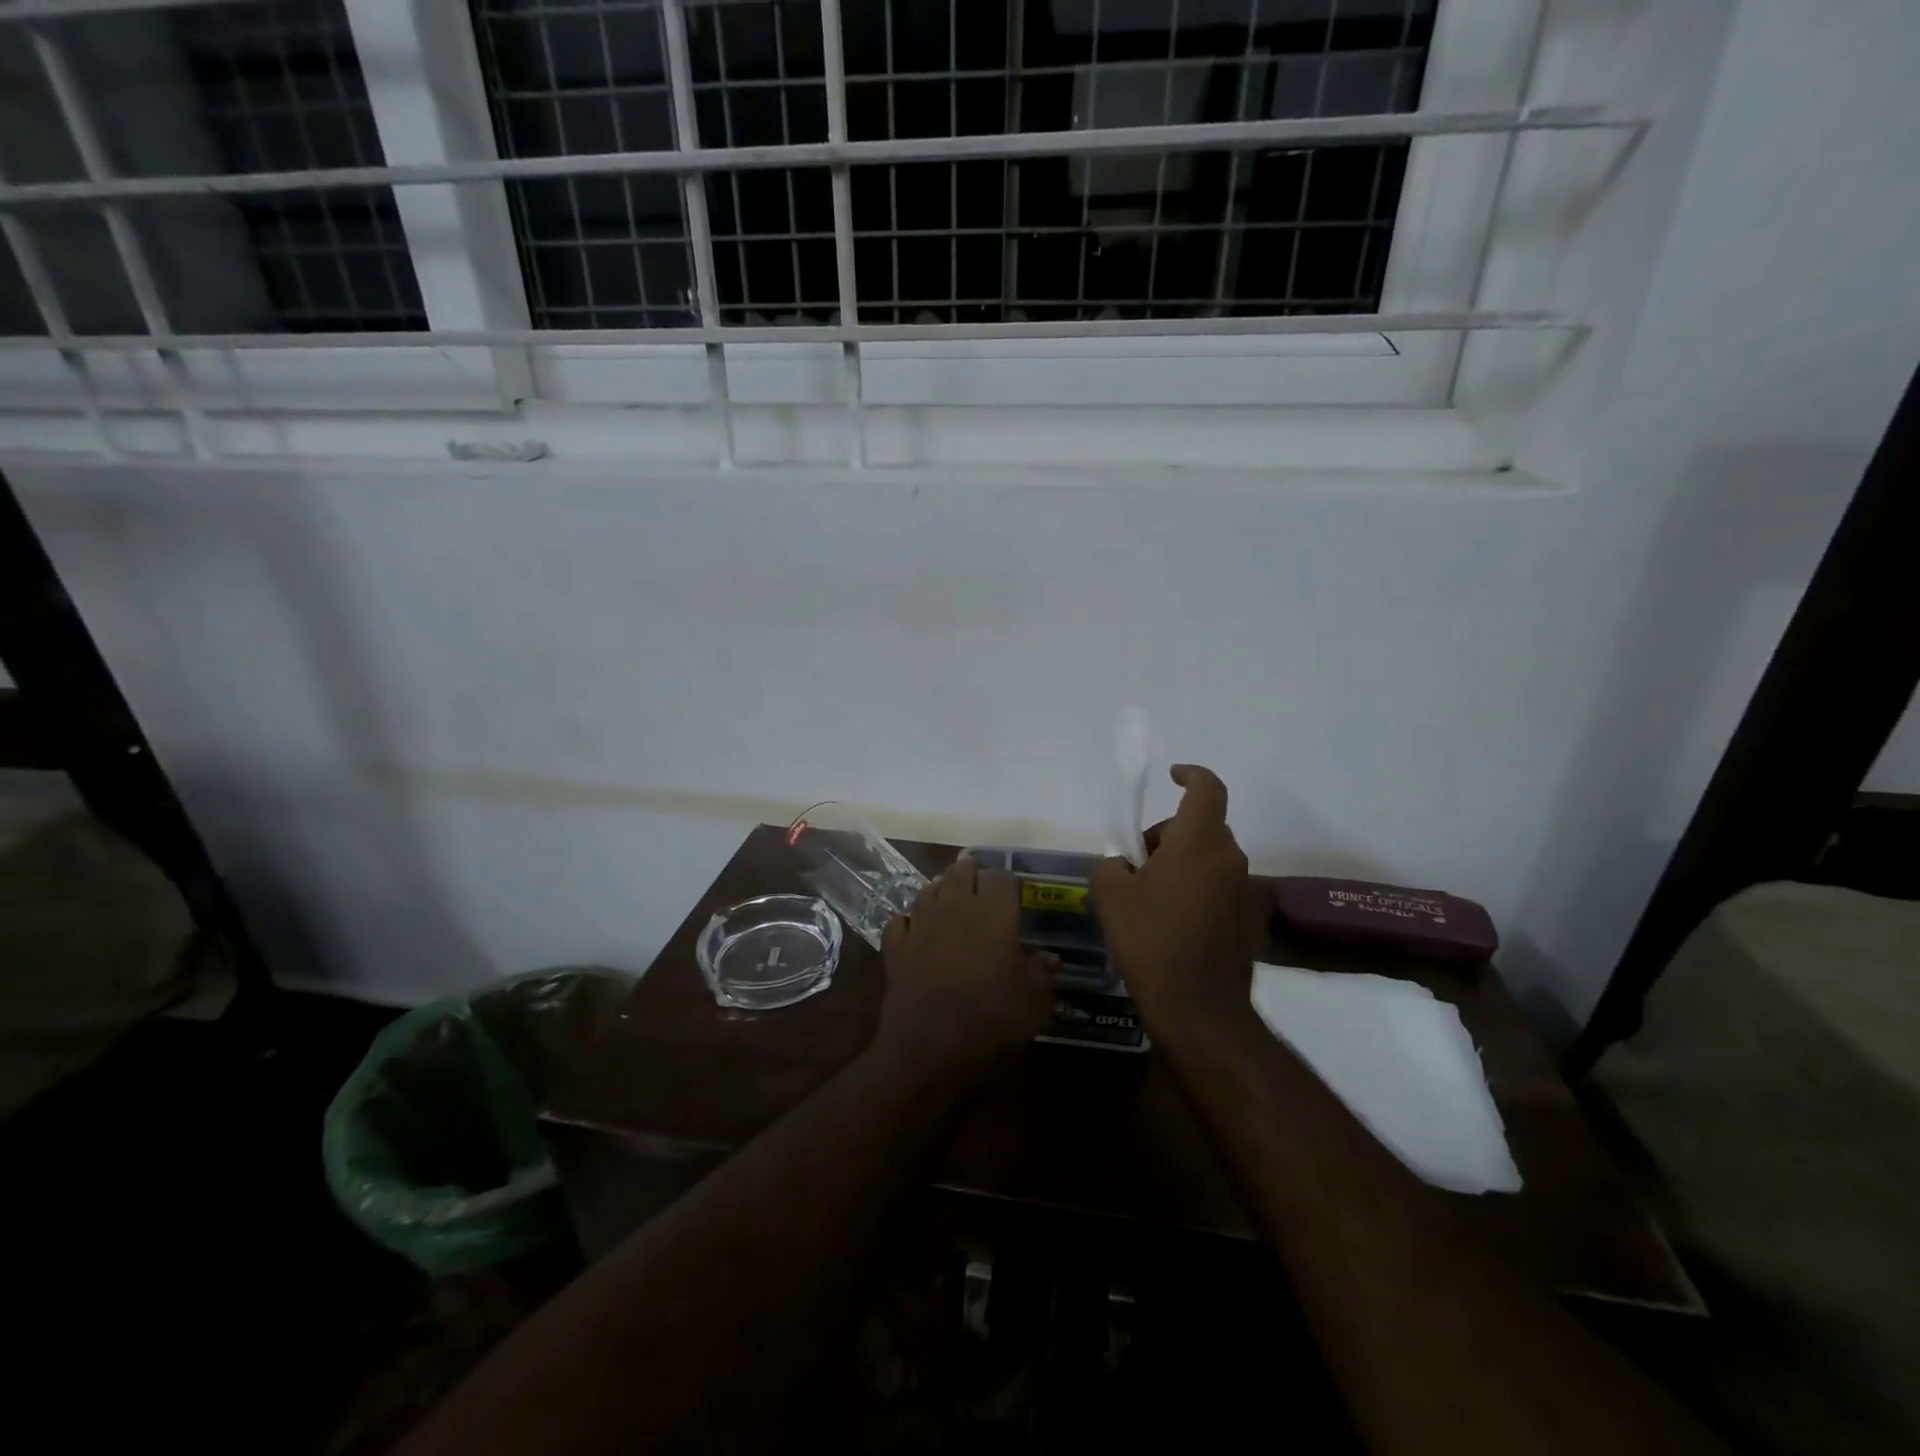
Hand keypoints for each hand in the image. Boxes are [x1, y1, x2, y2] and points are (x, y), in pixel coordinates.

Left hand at [878, 857, 1056, 1079]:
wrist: (931, 1046)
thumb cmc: (992, 1018)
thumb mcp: (1034, 1000)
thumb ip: (1042, 973)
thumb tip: (1050, 957)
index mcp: (993, 912)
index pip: (1001, 877)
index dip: (1007, 881)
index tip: (1013, 891)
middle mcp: (954, 907)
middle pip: (960, 873)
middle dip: (970, 873)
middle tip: (978, 881)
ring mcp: (920, 925)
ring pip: (927, 891)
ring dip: (938, 890)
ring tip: (947, 896)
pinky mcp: (895, 948)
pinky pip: (899, 922)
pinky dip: (907, 921)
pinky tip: (913, 928)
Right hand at [1091, 765, 1253, 1048]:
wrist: (1198, 1008)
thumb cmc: (1151, 940)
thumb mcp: (1110, 896)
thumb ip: (1109, 865)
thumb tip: (1120, 865)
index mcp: (1199, 842)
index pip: (1207, 788)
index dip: (1190, 774)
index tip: (1171, 776)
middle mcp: (1229, 858)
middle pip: (1200, 827)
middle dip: (1167, 835)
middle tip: (1136, 864)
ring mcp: (1242, 890)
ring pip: (1208, 858)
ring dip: (1180, 864)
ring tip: (1147, 898)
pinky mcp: (1246, 919)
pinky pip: (1217, 886)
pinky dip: (1194, 889)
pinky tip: (1169, 923)